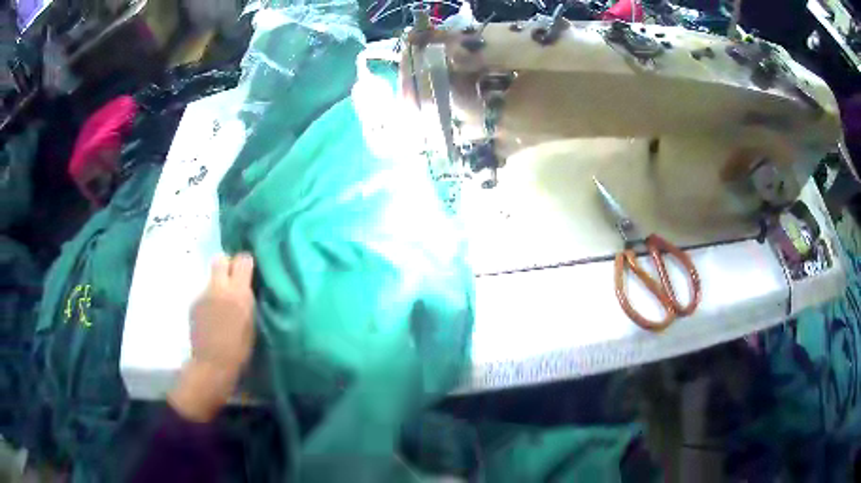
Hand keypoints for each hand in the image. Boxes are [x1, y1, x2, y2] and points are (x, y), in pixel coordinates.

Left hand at [168, 253, 255, 421]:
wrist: (213, 364)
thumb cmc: (240, 348)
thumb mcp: (252, 321)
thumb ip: (248, 298)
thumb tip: (246, 286)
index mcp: (238, 292)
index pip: (243, 259)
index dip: (246, 264)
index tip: (249, 273)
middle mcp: (219, 287)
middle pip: (220, 259)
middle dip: (227, 265)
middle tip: (233, 281)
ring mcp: (203, 294)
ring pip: (211, 279)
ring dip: (218, 286)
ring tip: (222, 306)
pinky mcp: (193, 303)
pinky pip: (204, 294)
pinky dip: (209, 301)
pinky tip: (212, 318)